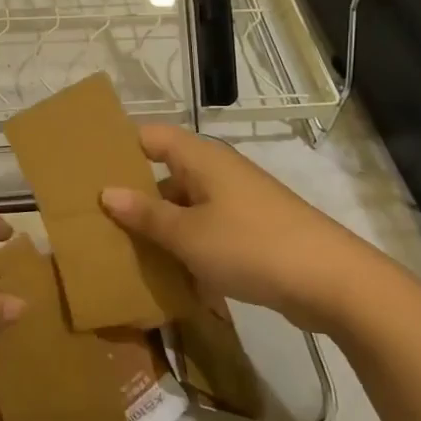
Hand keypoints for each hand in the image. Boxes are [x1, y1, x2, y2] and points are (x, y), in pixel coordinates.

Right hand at [98, 126, 399, 335]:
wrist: (333, 283)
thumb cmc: (251, 246)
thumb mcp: (188, 234)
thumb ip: (146, 215)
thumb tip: (106, 192)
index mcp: (201, 159)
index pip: (150, 137)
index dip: (120, 147)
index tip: (88, 169)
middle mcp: (218, 172)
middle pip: (165, 172)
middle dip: (133, 194)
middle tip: (97, 217)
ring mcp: (237, 202)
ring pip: (185, 205)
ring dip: (159, 225)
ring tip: (123, 249)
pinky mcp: (252, 231)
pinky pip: (206, 229)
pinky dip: (186, 245)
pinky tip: (167, 273)